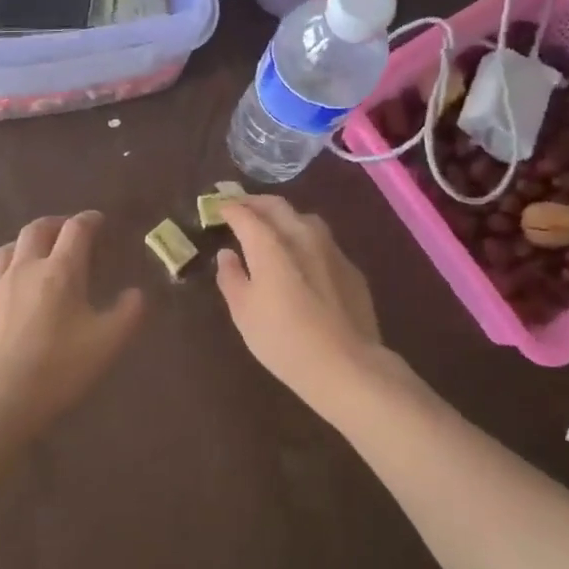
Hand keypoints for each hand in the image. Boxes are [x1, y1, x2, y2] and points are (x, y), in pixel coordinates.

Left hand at [0, 211, 143, 432]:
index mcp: (61, 270)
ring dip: (23, 244)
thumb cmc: (59, 367)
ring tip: (32, 252)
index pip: (76, 230)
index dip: (89, 220)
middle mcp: (25, 268)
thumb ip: (128, 313)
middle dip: (54, 224)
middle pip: (36, 230)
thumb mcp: (108, 343)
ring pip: (5, 249)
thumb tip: (137, 293)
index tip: (98, 221)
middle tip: (66, 230)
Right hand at [215, 197, 387, 410]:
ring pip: (304, 218)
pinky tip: (302, 259)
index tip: (218, 209)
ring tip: (272, 228)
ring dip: (283, 217)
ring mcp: (331, 249)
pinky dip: (305, 240)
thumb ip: (231, 277)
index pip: (245, 214)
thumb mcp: (243, 312)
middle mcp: (302, 235)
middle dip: (255, 203)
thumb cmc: (283, 340)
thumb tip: (227, 255)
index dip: (229, 209)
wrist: (346, 365)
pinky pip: (323, 242)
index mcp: (270, 244)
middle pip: (277, 206)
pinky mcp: (350, 267)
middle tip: (241, 209)